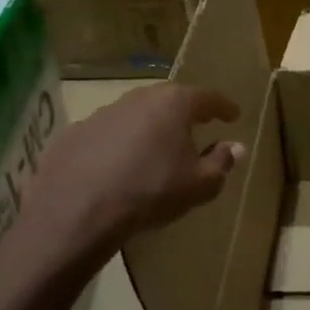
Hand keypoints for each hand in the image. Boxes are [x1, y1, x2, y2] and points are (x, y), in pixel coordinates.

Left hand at [17, 83, 243, 280]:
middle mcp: (138, 99)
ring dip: (149, 127)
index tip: (233, 115)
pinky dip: (117, 144)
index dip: (223, 106)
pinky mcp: (73, 134)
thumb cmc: (151, 192)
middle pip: (169, 99)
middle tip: (197, 125)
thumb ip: (222, 162)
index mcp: (173, 104)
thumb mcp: (199, 184)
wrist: (76, 212)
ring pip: (135, 114)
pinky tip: (118, 166)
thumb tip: (237, 147)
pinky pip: (106, 134)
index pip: (207, 97)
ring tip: (156, 148)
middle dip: (185, 112)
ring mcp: (101, 114)